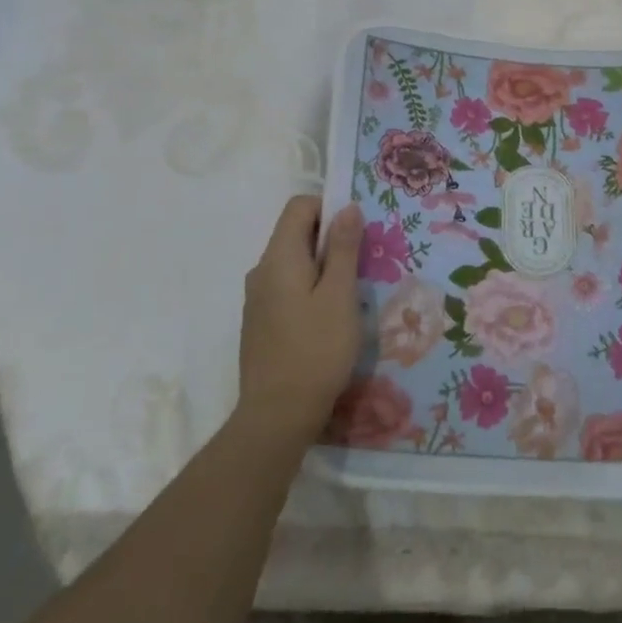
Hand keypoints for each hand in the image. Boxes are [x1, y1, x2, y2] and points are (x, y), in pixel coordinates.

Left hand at [236, 198, 364, 444]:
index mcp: (279, 257)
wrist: (276, 416)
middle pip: (296, 232)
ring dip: (323, 265)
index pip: (299, 206)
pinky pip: (287, 287)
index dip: (329, 207)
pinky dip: (310, 288)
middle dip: (331, 238)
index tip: (358, 230)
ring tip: (351, 292)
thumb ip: (344, 248)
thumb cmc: (316, 350)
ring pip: (294, 262)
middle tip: (363, 262)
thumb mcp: (340, 295)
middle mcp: (262, 270)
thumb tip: (348, 207)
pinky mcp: (260, 322)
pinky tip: (329, 318)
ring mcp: (257, 298)